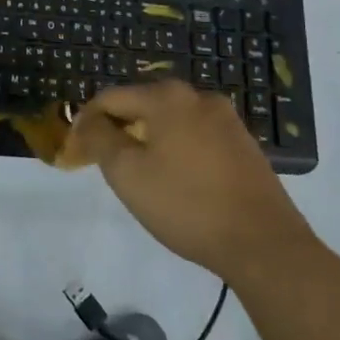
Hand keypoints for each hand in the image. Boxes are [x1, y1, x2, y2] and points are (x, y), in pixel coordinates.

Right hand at [69, 80, 317, 281]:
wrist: (263, 243)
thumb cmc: (185, 204)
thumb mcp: (127, 173)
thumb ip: (99, 138)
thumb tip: (89, 120)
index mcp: (167, 96)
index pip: (111, 97)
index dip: (87, 121)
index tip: (76, 150)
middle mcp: (198, 96)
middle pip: (142, 105)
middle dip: (120, 129)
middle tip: (106, 164)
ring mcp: (226, 120)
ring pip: (171, 121)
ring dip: (149, 140)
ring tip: (140, 176)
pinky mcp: (244, 145)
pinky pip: (196, 137)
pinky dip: (177, 150)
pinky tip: (177, 182)